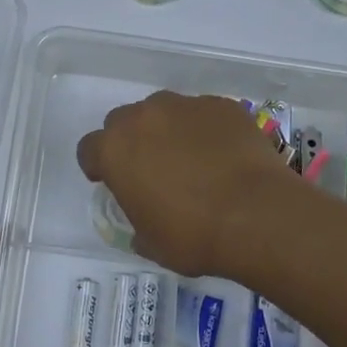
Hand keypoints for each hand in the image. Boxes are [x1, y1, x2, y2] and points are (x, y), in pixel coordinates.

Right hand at [76, 91, 304, 278]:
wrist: (257, 215)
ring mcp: (185, 105)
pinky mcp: (221, 105)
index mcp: (115, 150)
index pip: (89, 149)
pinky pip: (203, 114)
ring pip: (164, 111)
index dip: (99, 166)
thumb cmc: (193, 235)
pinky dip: (206, 130)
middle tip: (153, 170)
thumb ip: (137, 221)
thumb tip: (144, 218)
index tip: (113, 182)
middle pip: (124, 121)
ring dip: (168, 130)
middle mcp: (144, 117)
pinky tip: (224, 156)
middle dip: (132, 141)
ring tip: (193, 160)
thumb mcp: (151, 242)